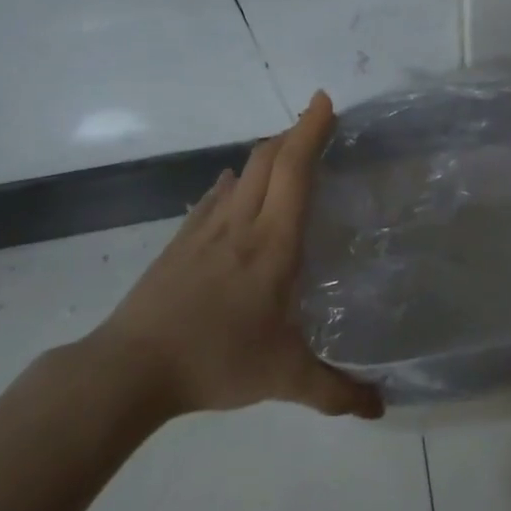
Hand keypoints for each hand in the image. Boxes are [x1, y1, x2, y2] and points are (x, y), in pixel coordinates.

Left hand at [91, 92, 383, 418]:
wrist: (129, 369)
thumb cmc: (215, 361)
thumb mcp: (284, 378)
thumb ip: (336, 392)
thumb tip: (381, 407)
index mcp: (273, 244)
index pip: (295, 171)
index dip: (311, 131)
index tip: (325, 102)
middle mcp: (241, 224)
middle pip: (268, 159)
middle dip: (295, 132)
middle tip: (318, 121)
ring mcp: (205, 230)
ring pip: (242, 173)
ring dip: (268, 155)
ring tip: (288, 154)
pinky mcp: (180, 244)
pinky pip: (214, 198)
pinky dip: (235, 183)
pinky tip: (235, 191)